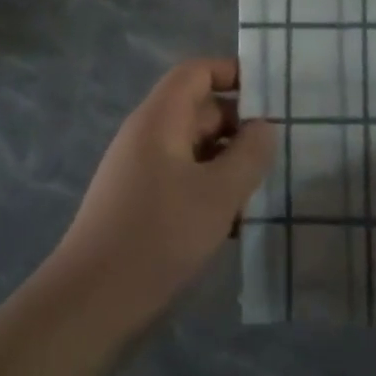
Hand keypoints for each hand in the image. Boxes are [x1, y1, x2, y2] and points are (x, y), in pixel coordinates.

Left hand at [47, 59, 274, 332]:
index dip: (233, 73)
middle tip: (283, 152)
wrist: (92, 303)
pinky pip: (186, 183)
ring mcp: (143, 173)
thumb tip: (265, 127)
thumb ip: (249, 154)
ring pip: (197, 152)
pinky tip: (240, 225)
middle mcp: (148, 137)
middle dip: (241, 128)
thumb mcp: (218, 193)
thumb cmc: (159, 236)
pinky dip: (213, 194)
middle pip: (200, 112)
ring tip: (268, 191)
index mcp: (159, 120)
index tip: (272, 95)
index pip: (196, 72)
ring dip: (231, 166)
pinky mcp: (143, 207)